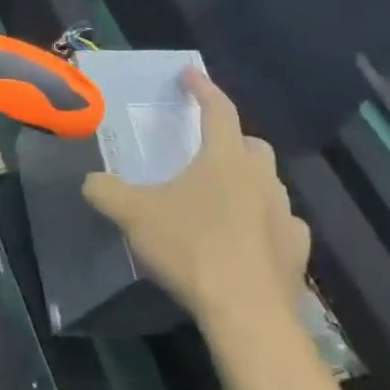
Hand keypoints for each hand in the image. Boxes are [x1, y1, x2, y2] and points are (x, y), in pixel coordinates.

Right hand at [82, 68, 308, 327]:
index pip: (218, 109)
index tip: (189, 74)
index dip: (202, 88)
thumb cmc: (189, 249)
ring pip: (270, 184)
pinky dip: (265, 223)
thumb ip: (106, 191)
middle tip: (207, 148)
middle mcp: (261, 179)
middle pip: (252, 145)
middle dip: (232, 139)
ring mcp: (286, 217)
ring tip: (223, 197)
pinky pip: (283, 225)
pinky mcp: (297, 253)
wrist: (247, 315)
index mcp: (224, 158)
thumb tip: (92, 181)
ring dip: (249, 182)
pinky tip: (248, 239)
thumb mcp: (132, 214)